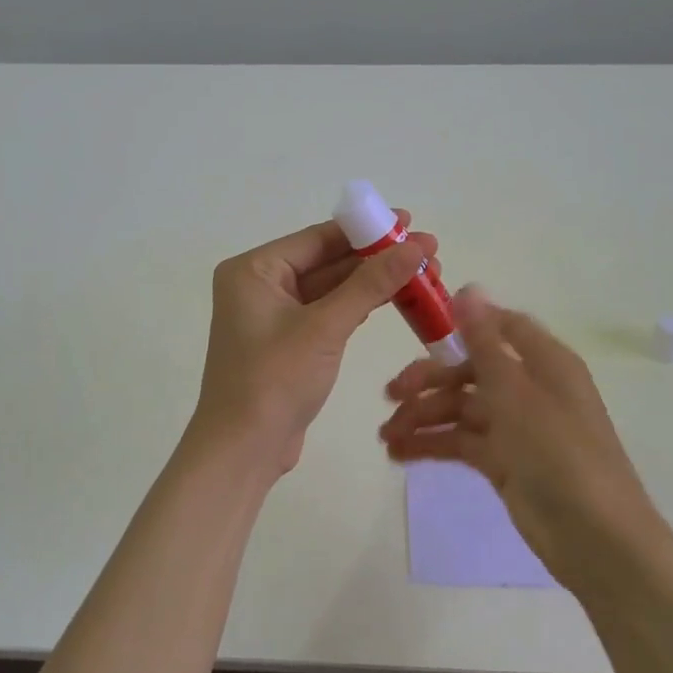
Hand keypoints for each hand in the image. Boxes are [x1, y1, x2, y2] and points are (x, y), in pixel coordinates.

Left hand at [194, 213, 435, 475]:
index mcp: (254, 270)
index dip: (366, 229)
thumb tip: (416, 246)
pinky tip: (396, 298)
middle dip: (377, 258)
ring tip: (425, 274)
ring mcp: (274, 315)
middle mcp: (260, 285)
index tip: (410, 221)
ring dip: (374, 283)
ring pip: (332, 288)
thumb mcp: (325, 327)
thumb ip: (371, 284)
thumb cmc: (274, 380)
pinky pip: (329, 313)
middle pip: (327, 261)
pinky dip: (359, 306)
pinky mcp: (289, 342)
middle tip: (428, 251)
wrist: (243, 451)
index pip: (318, 238)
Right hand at [379, 286, 667, 591]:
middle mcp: (530, 388)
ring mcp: (516, 428)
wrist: (594, 537)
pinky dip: (433, 444)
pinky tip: (400, 453)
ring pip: (462, 409)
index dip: (464, 325)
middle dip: (430, 380)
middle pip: (472, 371)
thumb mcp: (516, 392)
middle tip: (390, 395)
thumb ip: (486, 342)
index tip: (422, 331)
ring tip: (385, 437)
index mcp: (545, 362)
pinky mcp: (504, 463)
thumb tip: (468, 288)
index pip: (503, 327)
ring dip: (424, 417)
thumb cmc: (558, 452)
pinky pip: (462, 442)